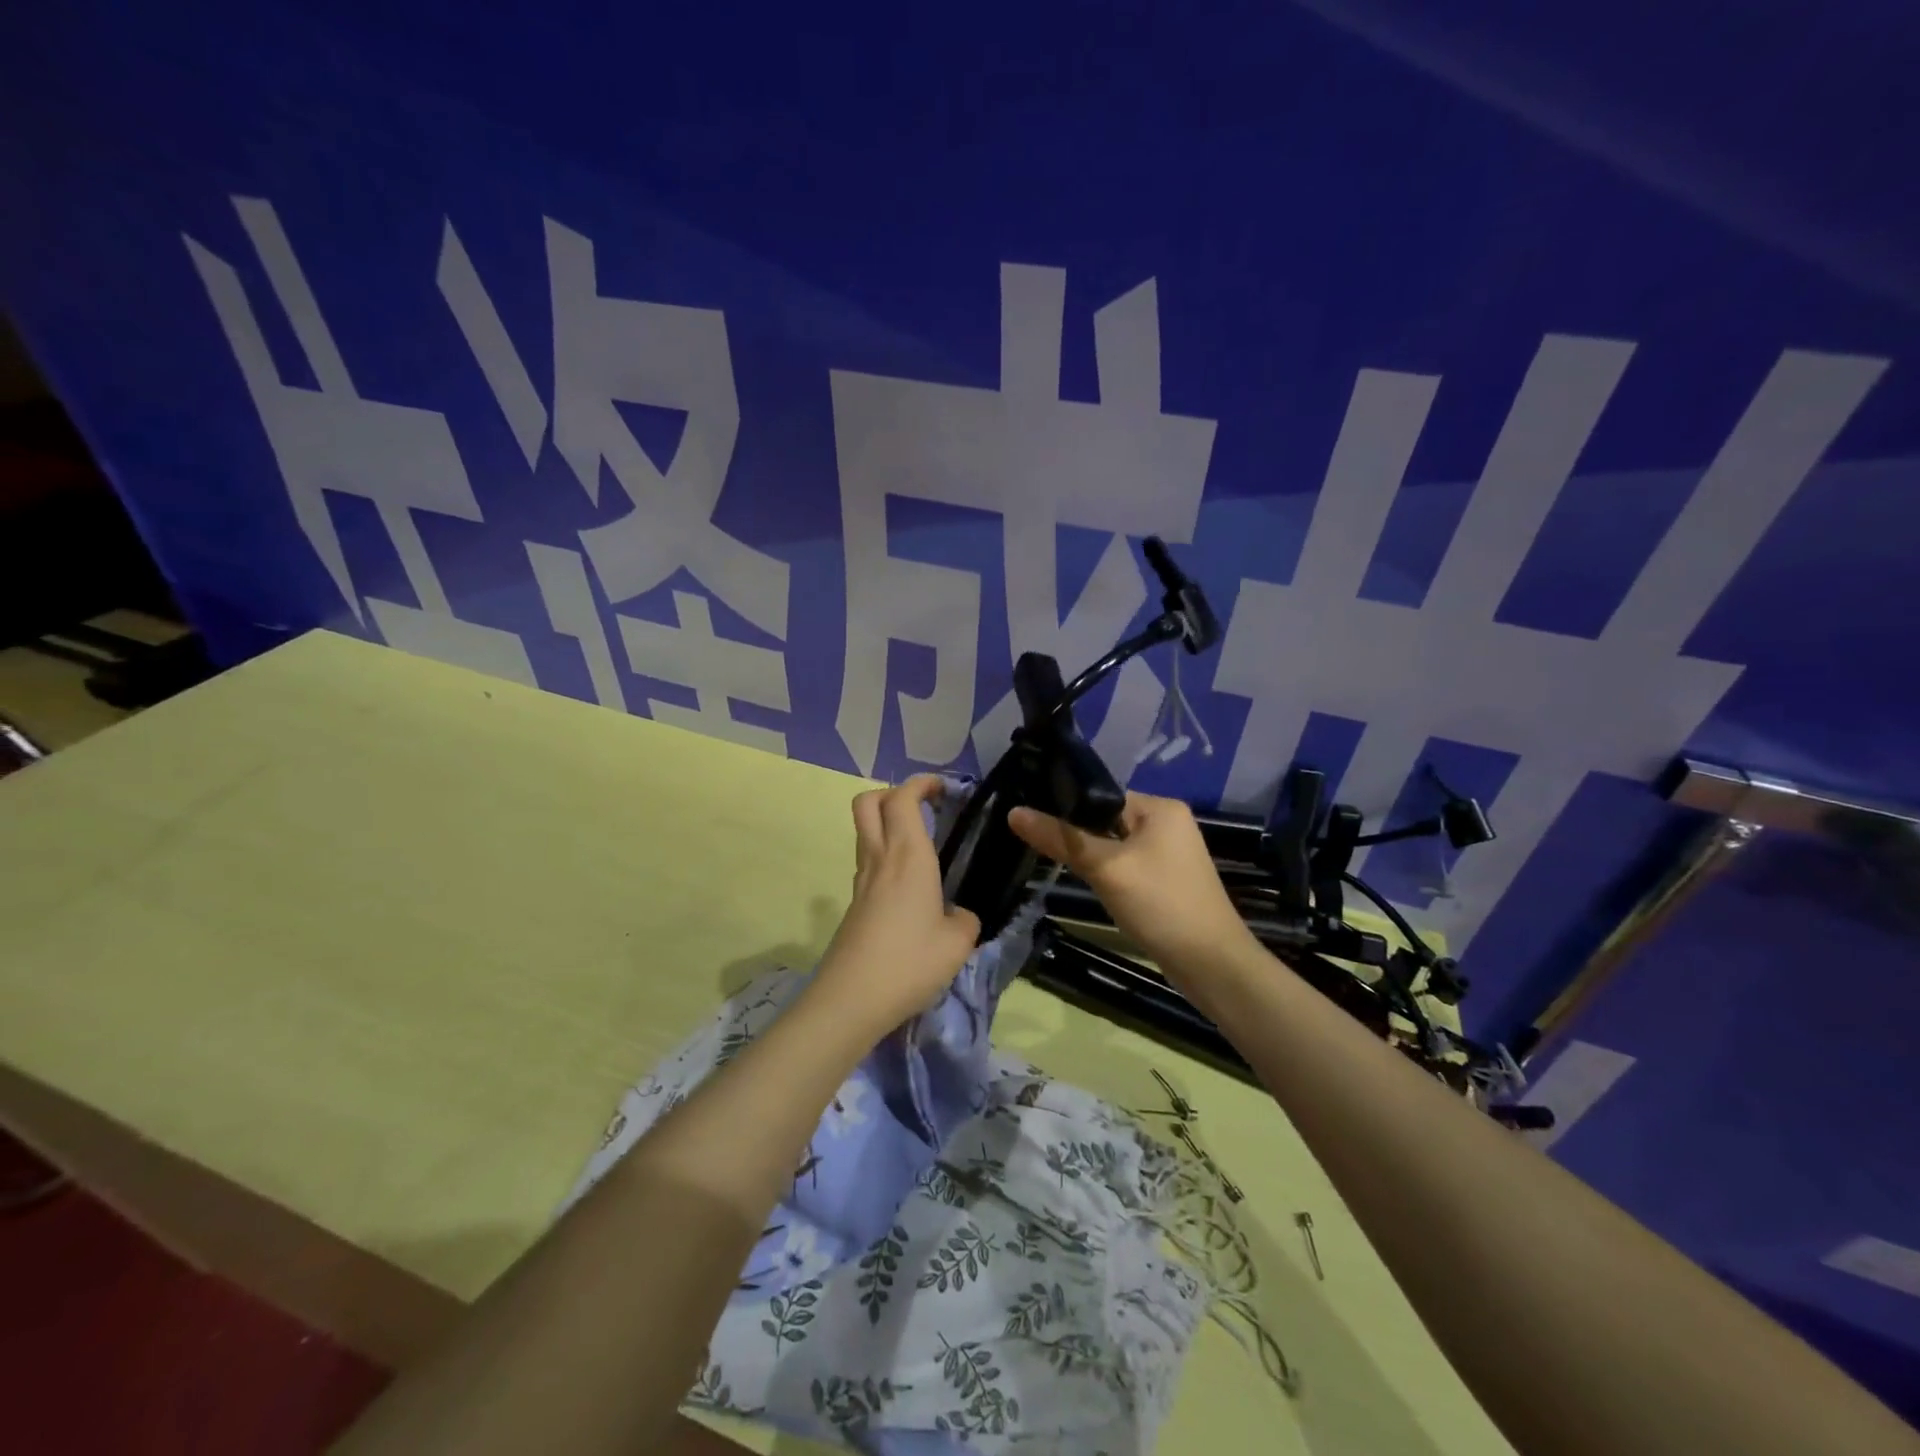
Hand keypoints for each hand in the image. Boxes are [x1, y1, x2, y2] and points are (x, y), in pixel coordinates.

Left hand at [811, 776, 981, 1036]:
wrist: (851, 999)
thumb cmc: (909, 962)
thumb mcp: (958, 943)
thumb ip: (965, 919)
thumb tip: (958, 915)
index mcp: (908, 855)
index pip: (904, 797)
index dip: (922, 783)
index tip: (944, 788)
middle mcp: (880, 858)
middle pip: (869, 802)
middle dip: (894, 793)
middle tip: (924, 808)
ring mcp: (861, 880)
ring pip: (864, 831)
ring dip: (888, 823)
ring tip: (922, 845)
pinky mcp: (854, 903)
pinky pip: (868, 861)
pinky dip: (885, 855)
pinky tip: (910, 885)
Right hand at [1009, 792, 1253, 972]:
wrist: (1210, 964)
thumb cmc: (1160, 904)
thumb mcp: (1105, 867)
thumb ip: (1061, 838)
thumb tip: (1014, 812)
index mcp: (1160, 807)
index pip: (1101, 794)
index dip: (1067, 806)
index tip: (1032, 818)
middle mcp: (1168, 823)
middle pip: (1106, 819)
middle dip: (1078, 835)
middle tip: (1039, 846)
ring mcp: (1169, 853)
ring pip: (1114, 845)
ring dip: (1092, 857)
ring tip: (1060, 867)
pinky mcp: (1166, 880)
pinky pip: (1127, 866)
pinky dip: (1108, 874)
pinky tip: (1092, 886)